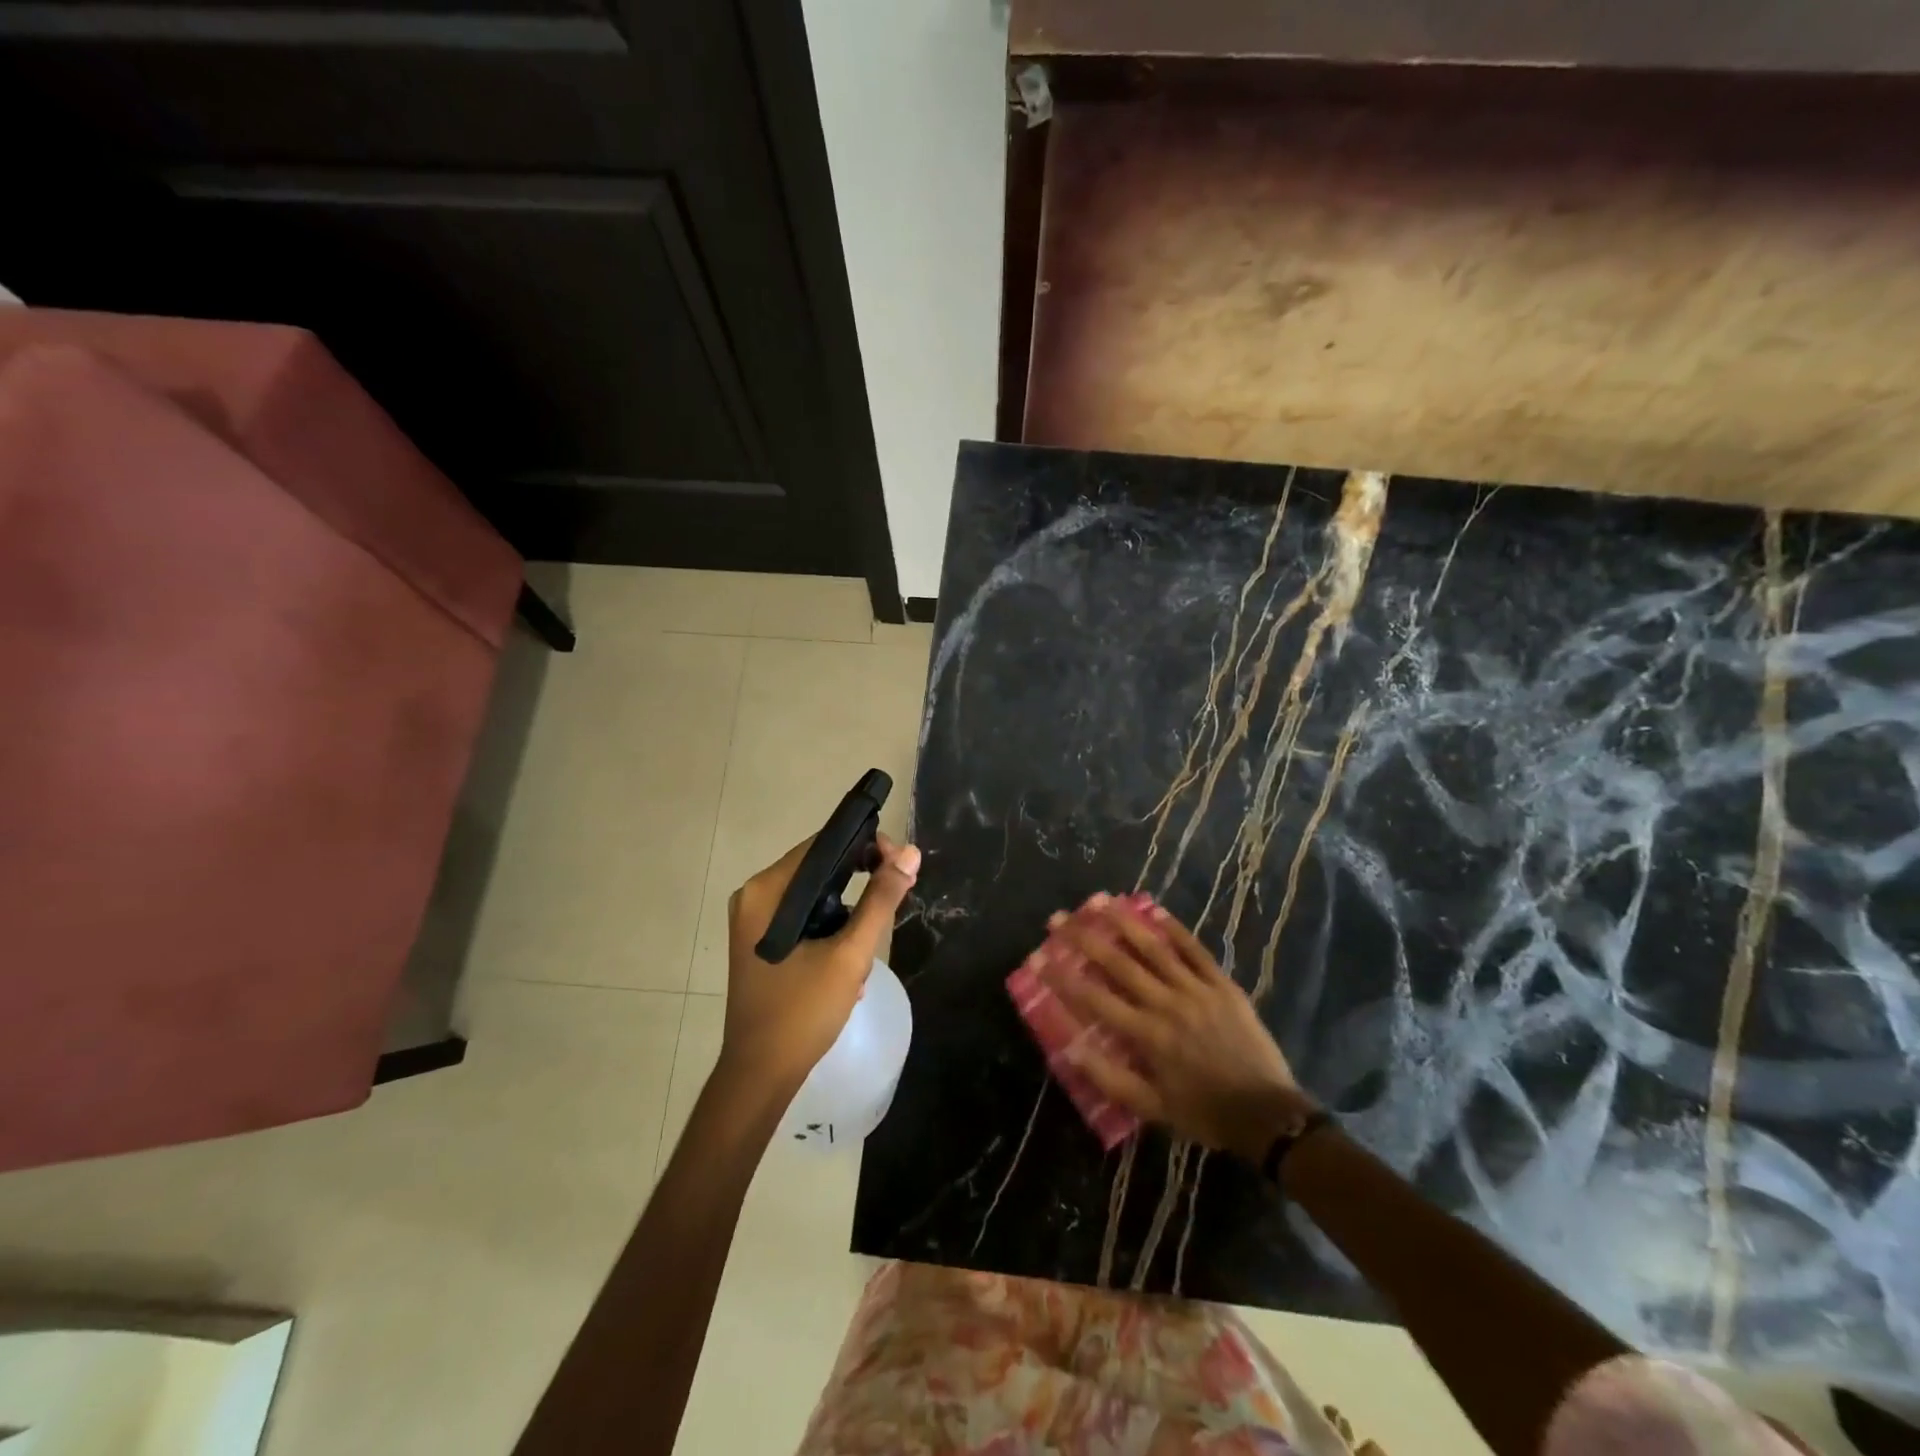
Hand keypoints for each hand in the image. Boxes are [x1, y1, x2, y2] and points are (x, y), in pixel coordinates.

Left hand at [719, 833, 919, 1102]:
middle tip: (896, 893)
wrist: (761, 1075)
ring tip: (870, 939)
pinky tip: (849, 957)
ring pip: (814, 893)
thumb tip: (911, 852)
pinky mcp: (761, 941)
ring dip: (848, 909)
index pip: (822, 845)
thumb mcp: (850, 954)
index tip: (900, 863)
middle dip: (860, 879)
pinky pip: (803, 915)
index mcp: (766, 891)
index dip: (865, 846)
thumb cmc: (802, 1012)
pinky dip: (830, 926)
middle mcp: (754, 896)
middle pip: (818, 867)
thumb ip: (881, 900)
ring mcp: (754, 920)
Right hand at [1041, 899, 1316, 1161]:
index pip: (1095, 999)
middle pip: (1120, 963)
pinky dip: (1175, 929)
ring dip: (1125, 922)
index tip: (1038, 958)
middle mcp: (1168, 1004)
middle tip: (1059, 918)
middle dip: (1085, 938)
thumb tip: (1070, 1049)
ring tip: (1100, 900)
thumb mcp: (1153, 1108)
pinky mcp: (1223, 985)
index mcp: (1148, 1035)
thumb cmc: (1204, 1112)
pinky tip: (1156, 911)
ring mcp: (1198, 990)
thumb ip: (1110, 1078)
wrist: (1268, 1113)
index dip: (1064, 977)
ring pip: (1155, 948)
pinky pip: (1196, 951)